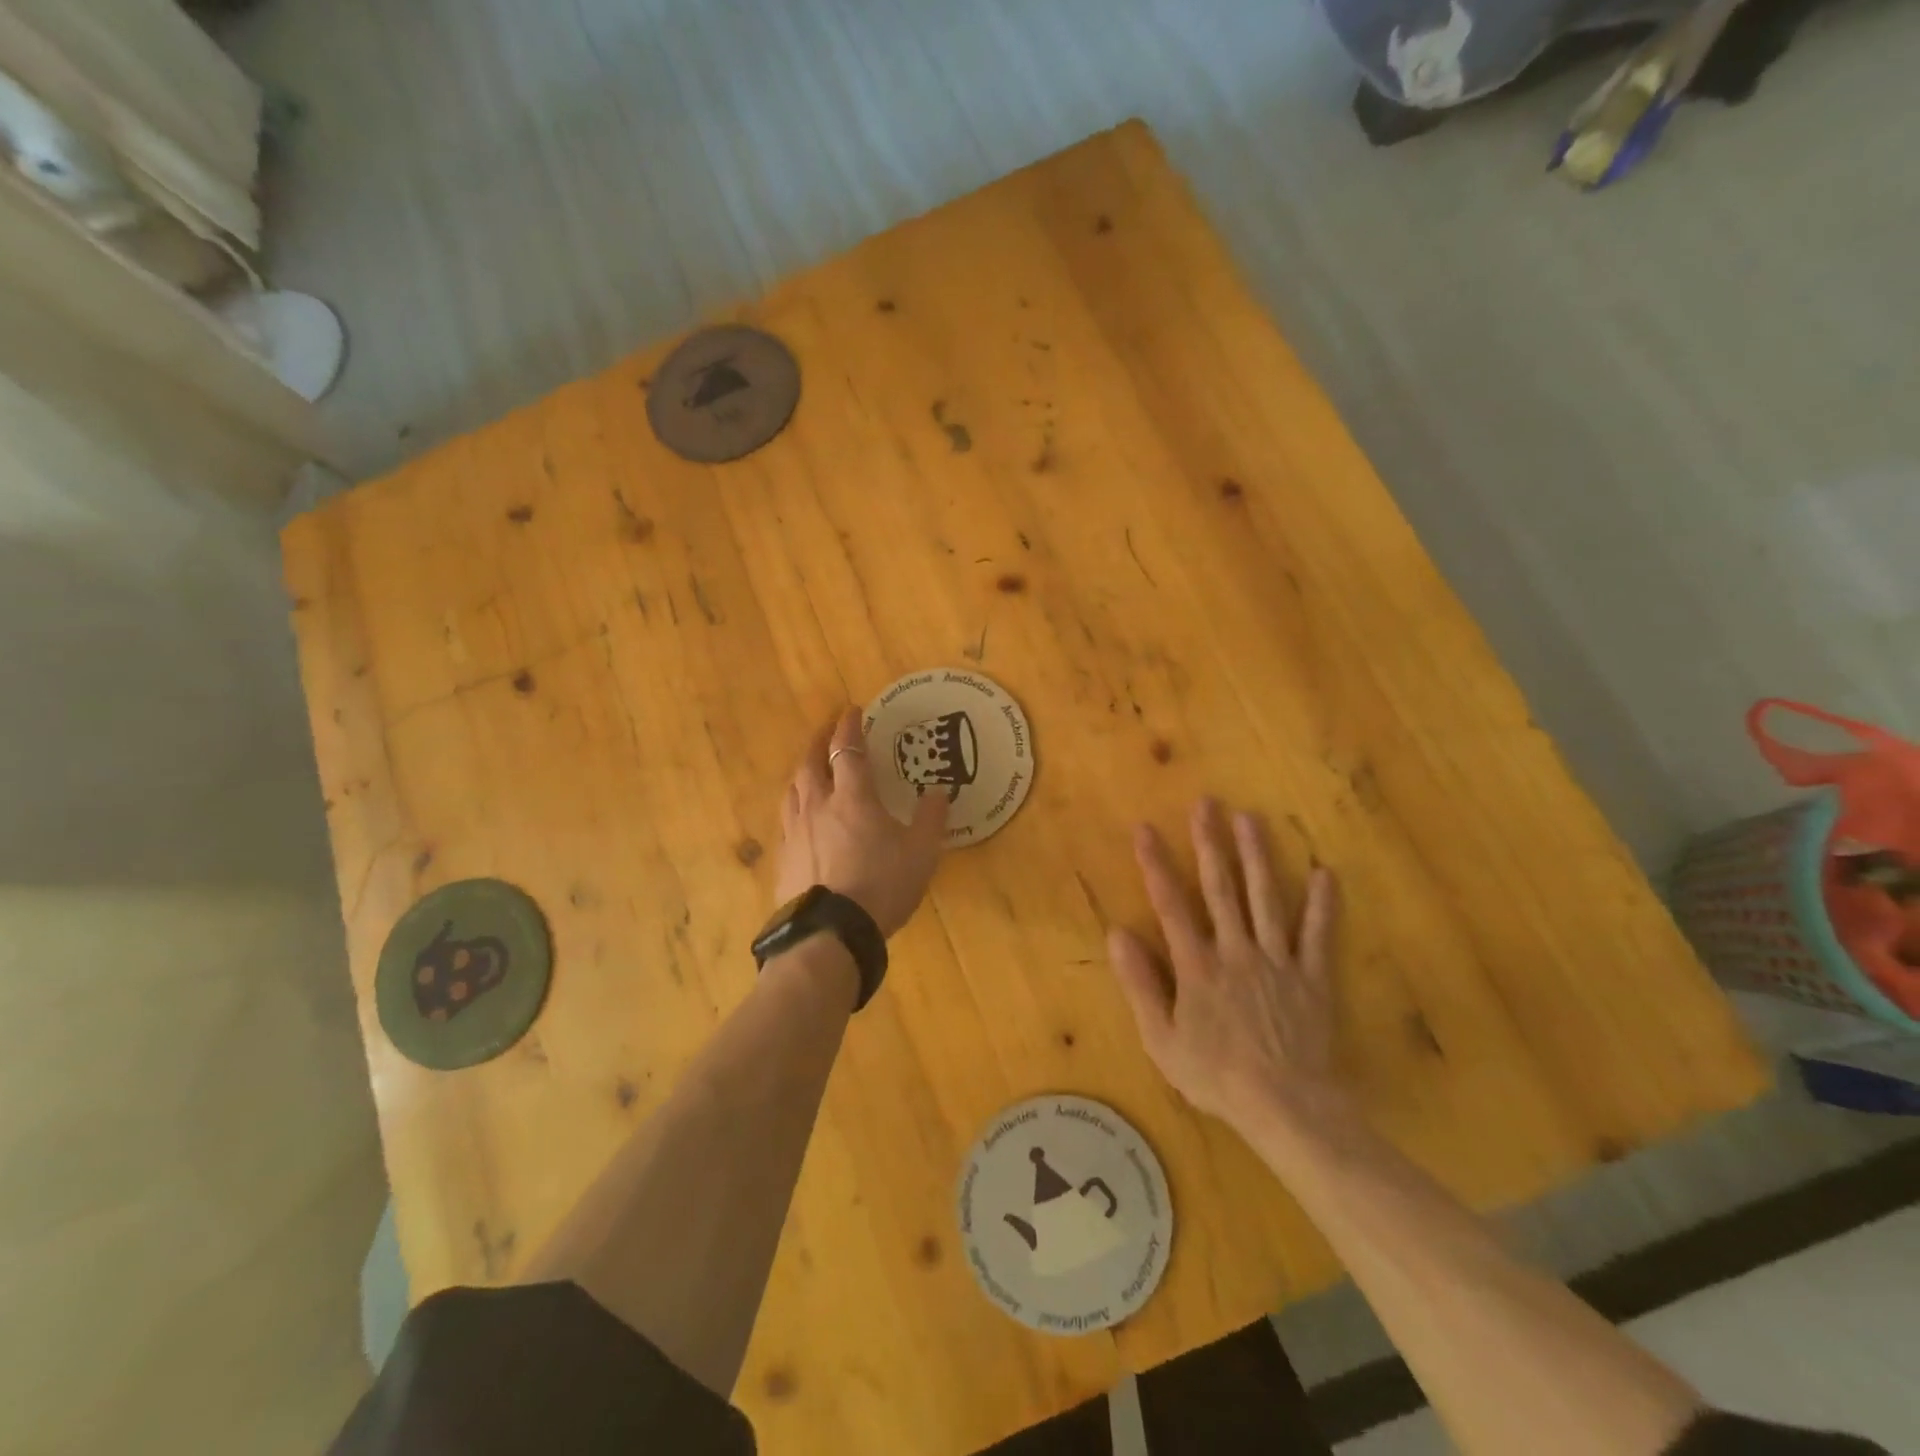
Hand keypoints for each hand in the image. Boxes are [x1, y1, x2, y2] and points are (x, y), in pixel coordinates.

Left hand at [774, 708, 948, 936]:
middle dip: (819, 740)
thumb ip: (931, 819)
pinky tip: (799, 815)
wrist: (831, 933)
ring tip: (810, 766)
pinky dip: (795, 804)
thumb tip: (940, 791)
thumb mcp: (921, 853)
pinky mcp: (784, 857)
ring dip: (803, 769)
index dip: (850, 726)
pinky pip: (786, 818)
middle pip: (812, 761)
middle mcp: (818, 805)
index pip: (848, 749)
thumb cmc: (882, 887)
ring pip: (793, 788)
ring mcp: (796, 831)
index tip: (853, 710)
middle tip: (827, 730)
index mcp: (853, 798)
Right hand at [1108, 799, 1341, 1129]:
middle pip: (1221, 888)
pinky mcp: (1313, 978)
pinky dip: (1323, 905)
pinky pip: (1318, 936)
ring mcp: (1278, 961)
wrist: (1287, 1109)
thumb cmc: (1216, 1076)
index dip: (1156, 864)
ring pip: (1266, 899)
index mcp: (1197, 965)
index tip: (1145, 829)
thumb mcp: (1161, 1039)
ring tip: (1251, 818)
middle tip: (1207, 803)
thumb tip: (1116, 934)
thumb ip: (1140, 984)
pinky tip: (1324, 872)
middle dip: (1210, 843)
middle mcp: (1236, 951)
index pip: (1171, 904)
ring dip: (1257, 856)